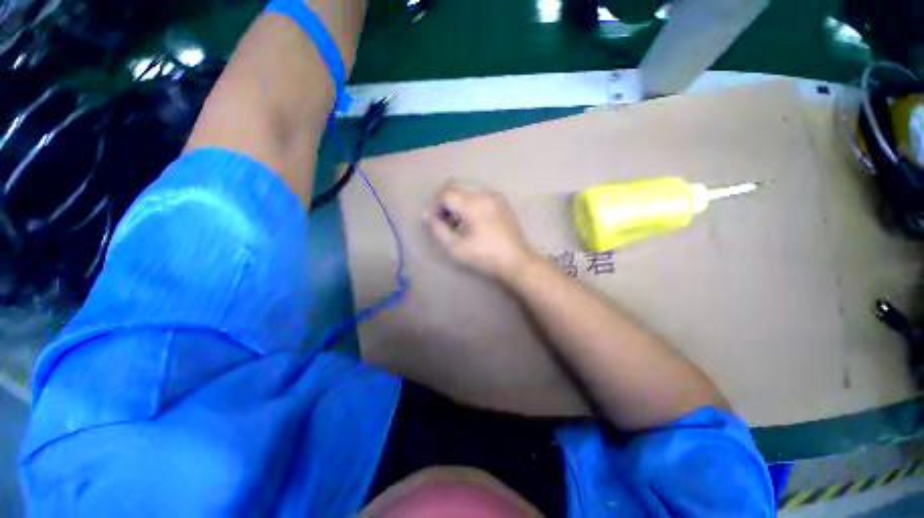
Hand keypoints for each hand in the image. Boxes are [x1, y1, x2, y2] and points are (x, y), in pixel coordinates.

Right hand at [425, 182, 536, 283]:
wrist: (516, 261)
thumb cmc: (485, 257)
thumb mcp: (456, 248)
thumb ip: (438, 230)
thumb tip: (426, 215)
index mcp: (473, 204)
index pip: (446, 194)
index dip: (437, 207)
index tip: (437, 222)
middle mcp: (485, 194)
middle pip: (457, 189)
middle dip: (446, 204)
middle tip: (446, 223)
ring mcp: (496, 197)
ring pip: (468, 192)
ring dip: (458, 205)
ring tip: (459, 225)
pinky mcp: (503, 202)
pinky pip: (480, 196)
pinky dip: (471, 205)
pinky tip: (473, 222)